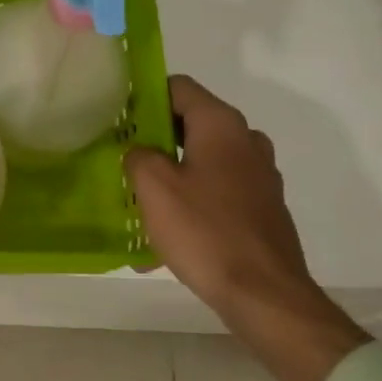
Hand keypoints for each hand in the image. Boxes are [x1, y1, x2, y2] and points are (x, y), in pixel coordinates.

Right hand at [124, 75, 368, 380]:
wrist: (263, 293)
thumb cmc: (203, 231)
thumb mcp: (153, 187)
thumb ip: (138, 155)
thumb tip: (140, 151)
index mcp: (221, 125)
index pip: (179, 87)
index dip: (145, 96)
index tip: (118, 118)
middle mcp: (246, 141)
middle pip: (192, 123)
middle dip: (156, 138)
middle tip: (124, 159)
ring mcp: (259, 176)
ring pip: (205, 159)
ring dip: (173, 171)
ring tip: (142, 197)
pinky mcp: (262, 207)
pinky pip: (218, 190)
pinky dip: (192, 199)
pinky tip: (167, 231)